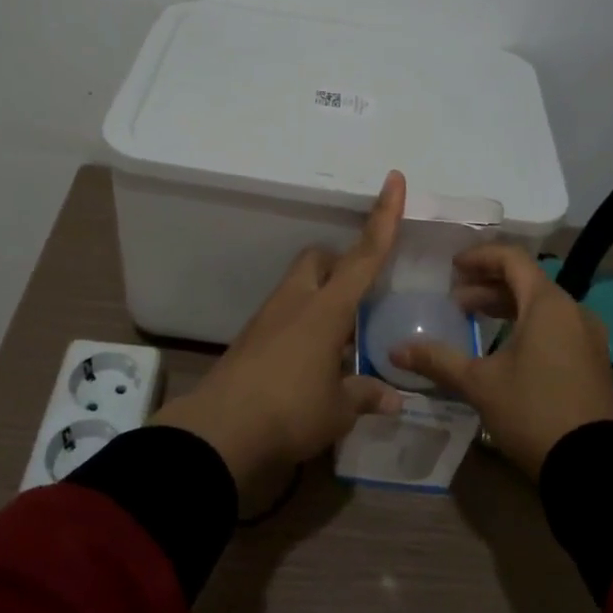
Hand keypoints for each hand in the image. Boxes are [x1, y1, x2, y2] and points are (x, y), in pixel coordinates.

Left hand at [155, 171, 407, 488]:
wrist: (218, 432)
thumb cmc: (290, 412)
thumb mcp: (338, 410)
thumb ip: (366, 395)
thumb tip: (394, 398)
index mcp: (326, 309)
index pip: (364, 255)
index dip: (384, 217)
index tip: (394, 180)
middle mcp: (296, 302)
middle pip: (318, 258)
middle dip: (340, 263)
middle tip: (360, 296)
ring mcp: (268, 318)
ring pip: (299, 285)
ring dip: (321, 297)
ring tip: (341, 339)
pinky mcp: (250, 338)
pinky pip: (283, 314)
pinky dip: (302, 323)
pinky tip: (312, 360)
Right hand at [388, 244, 612, 480]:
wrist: (592, 468)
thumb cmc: (532, 411)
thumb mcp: (479, 384)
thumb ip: (438, 360)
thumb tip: (395, 350)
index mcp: (548, 304)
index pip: (512, 259)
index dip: (480, 257)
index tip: (452, 267)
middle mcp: (574, 311)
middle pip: (527, 281)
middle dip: (488, 285)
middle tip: (456, 300)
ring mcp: (588, 337)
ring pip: (542, 306)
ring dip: (506, 306)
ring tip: (474, 320)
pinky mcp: (592, 361)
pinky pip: (556, 327)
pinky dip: (527, 325)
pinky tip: (504, 348)